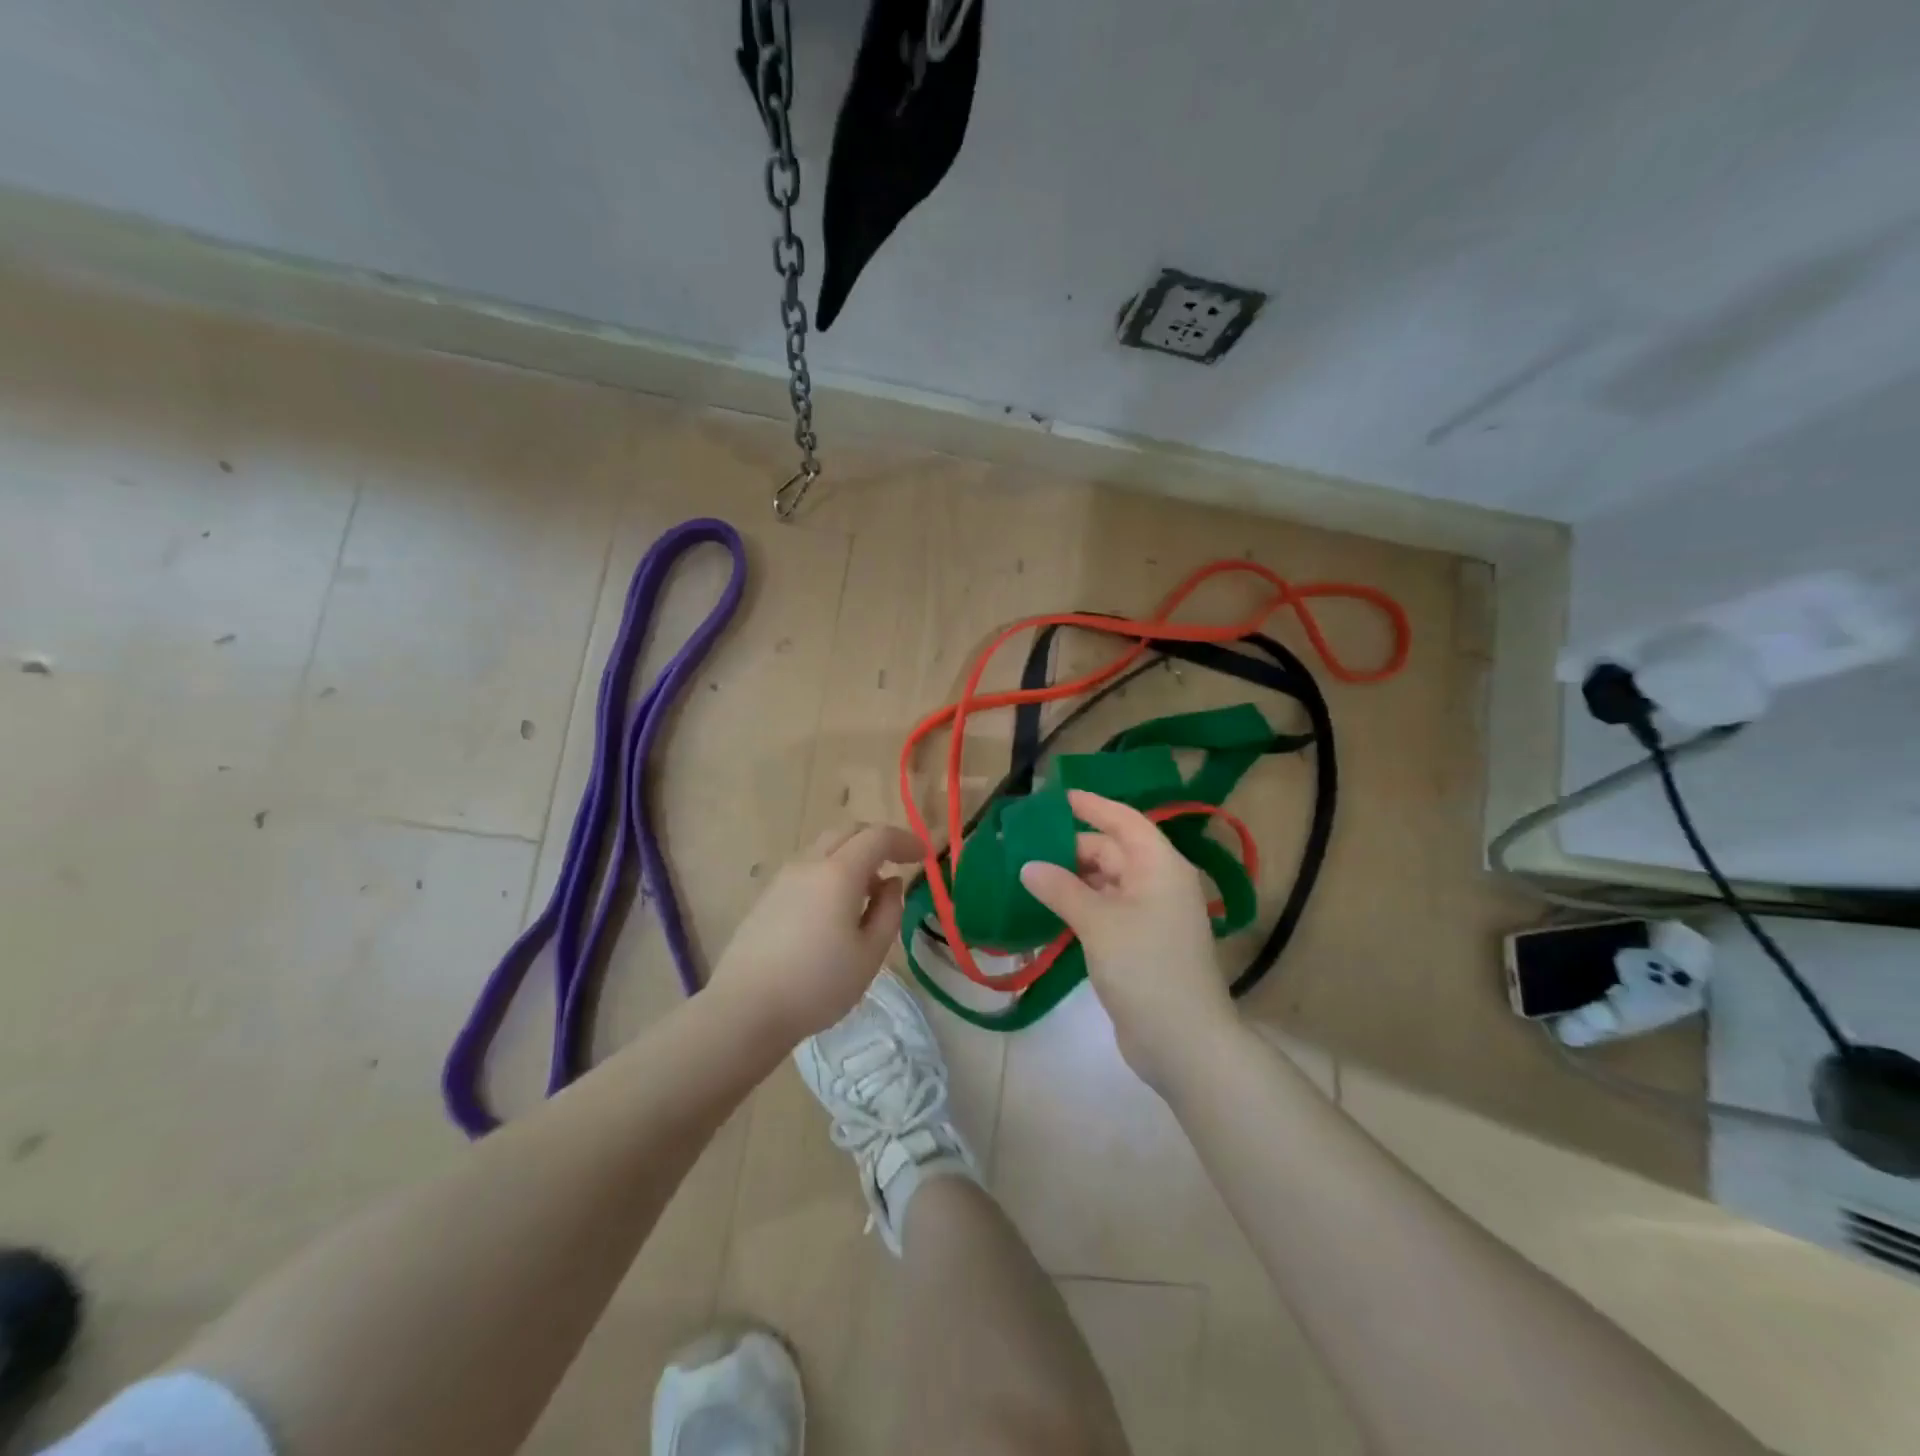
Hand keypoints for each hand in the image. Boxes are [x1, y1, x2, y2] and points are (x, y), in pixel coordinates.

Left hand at [710, 823, 922, 1043]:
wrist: (745, 1008)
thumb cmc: (817, 984)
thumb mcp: (869, 955)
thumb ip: (889, 912)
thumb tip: (891, 884)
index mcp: (838, 873)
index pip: (877, 837)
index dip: (905, 841)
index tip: (924, 856)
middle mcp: (809, 864)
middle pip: (847, 832)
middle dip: (877, 840)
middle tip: (899, 861)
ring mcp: (783, 878)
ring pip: (824, 848)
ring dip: (853, 856)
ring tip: (869, 891)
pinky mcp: (767, 897)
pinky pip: (807, 868)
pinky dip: (831, 871)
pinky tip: (835, 907)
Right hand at [1019, 790, 1237, 1089]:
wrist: (1183, 1042)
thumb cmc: (1145, 967)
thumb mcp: (1099, 922)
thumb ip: (1061, 890)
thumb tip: (1028, 867)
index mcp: (1160, 866)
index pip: (1124, 821)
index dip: (1093, 806)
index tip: (1058, 797)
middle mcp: (1158, 884)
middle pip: (1112, 852)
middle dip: (1071, 848)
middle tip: (1026, 846)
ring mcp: (1150, 916)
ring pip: (1106, 884)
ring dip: (1071, 880)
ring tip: (1028, 876)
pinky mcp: (1140, 944)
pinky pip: (1105, 912)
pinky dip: (1079, 907)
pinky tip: (1048, 912)